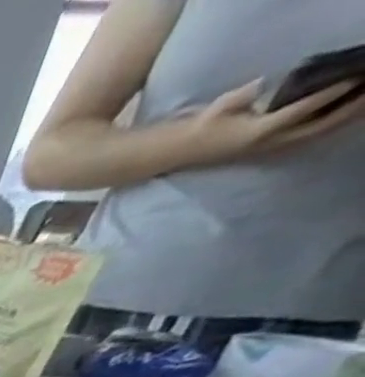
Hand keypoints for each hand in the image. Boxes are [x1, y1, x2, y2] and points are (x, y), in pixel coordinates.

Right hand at [174, 78, 364, 169]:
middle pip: (318, 126)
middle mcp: (267, 143)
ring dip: (343, 118)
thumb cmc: (199, 127)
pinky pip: (306, 137)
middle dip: (348, 108)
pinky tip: (342, 114)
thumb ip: (245, 95)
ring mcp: (267, 148)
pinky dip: (327, 126)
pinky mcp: (268, 149)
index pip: (303, 110)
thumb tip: (265, 84)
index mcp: (257, 133)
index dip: (331, 93)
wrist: (178, 151)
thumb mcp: (221, 107)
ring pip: (315, 134)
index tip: (355, 76)